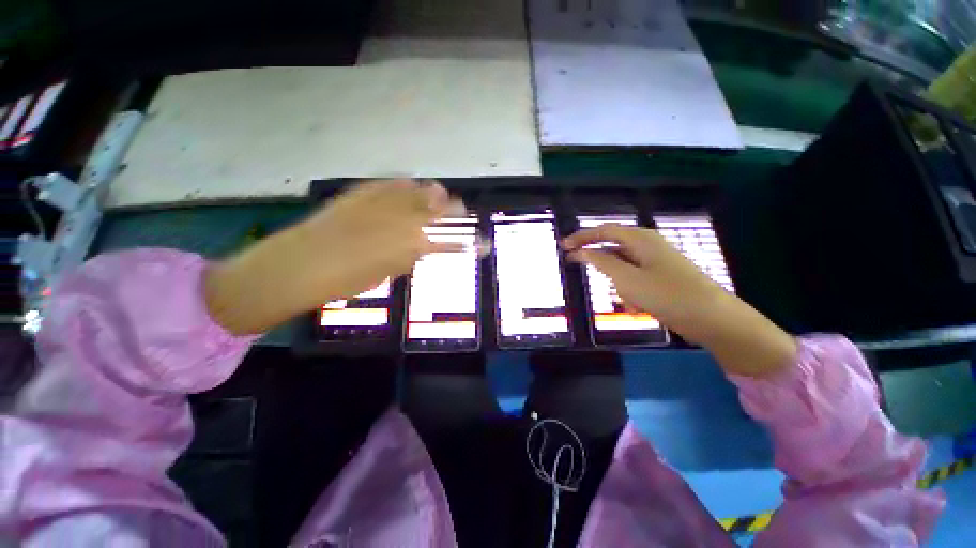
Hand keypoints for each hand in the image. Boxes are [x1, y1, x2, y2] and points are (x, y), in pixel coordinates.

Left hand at [206, 179, 463, 334]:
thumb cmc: (344, 280)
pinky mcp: (361, 194)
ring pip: (416, 193)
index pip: (444, 243)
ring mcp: (382, 204)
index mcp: (409, 247)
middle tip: (463, 208)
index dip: (461, 244)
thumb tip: (419, 249)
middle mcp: (402, 222)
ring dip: (432, 193)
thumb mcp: (383, 275)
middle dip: (453, 209)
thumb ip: (405, 259)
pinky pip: (389, 184)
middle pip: (435, 211)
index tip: (475, 244)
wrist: (299, 263)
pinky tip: (410, 182)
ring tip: (442, 192)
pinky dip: (403, 184)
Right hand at [562, 225, 795, 377]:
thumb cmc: (667, 295)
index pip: (604, 231)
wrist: (713, 319)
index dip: (581, 237)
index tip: (563, 246)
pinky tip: (638, 308)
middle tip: (583, 271)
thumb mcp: (627, 279)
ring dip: (618, 284)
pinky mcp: (661, 276)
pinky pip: (635, 279)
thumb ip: (601, 262)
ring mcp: (656, 261)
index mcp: (641, 239)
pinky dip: (630, 292)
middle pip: (613, 248)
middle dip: (600, 263)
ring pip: (623, 267)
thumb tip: (581, 252)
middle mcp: (648, 245)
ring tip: (628, 302)